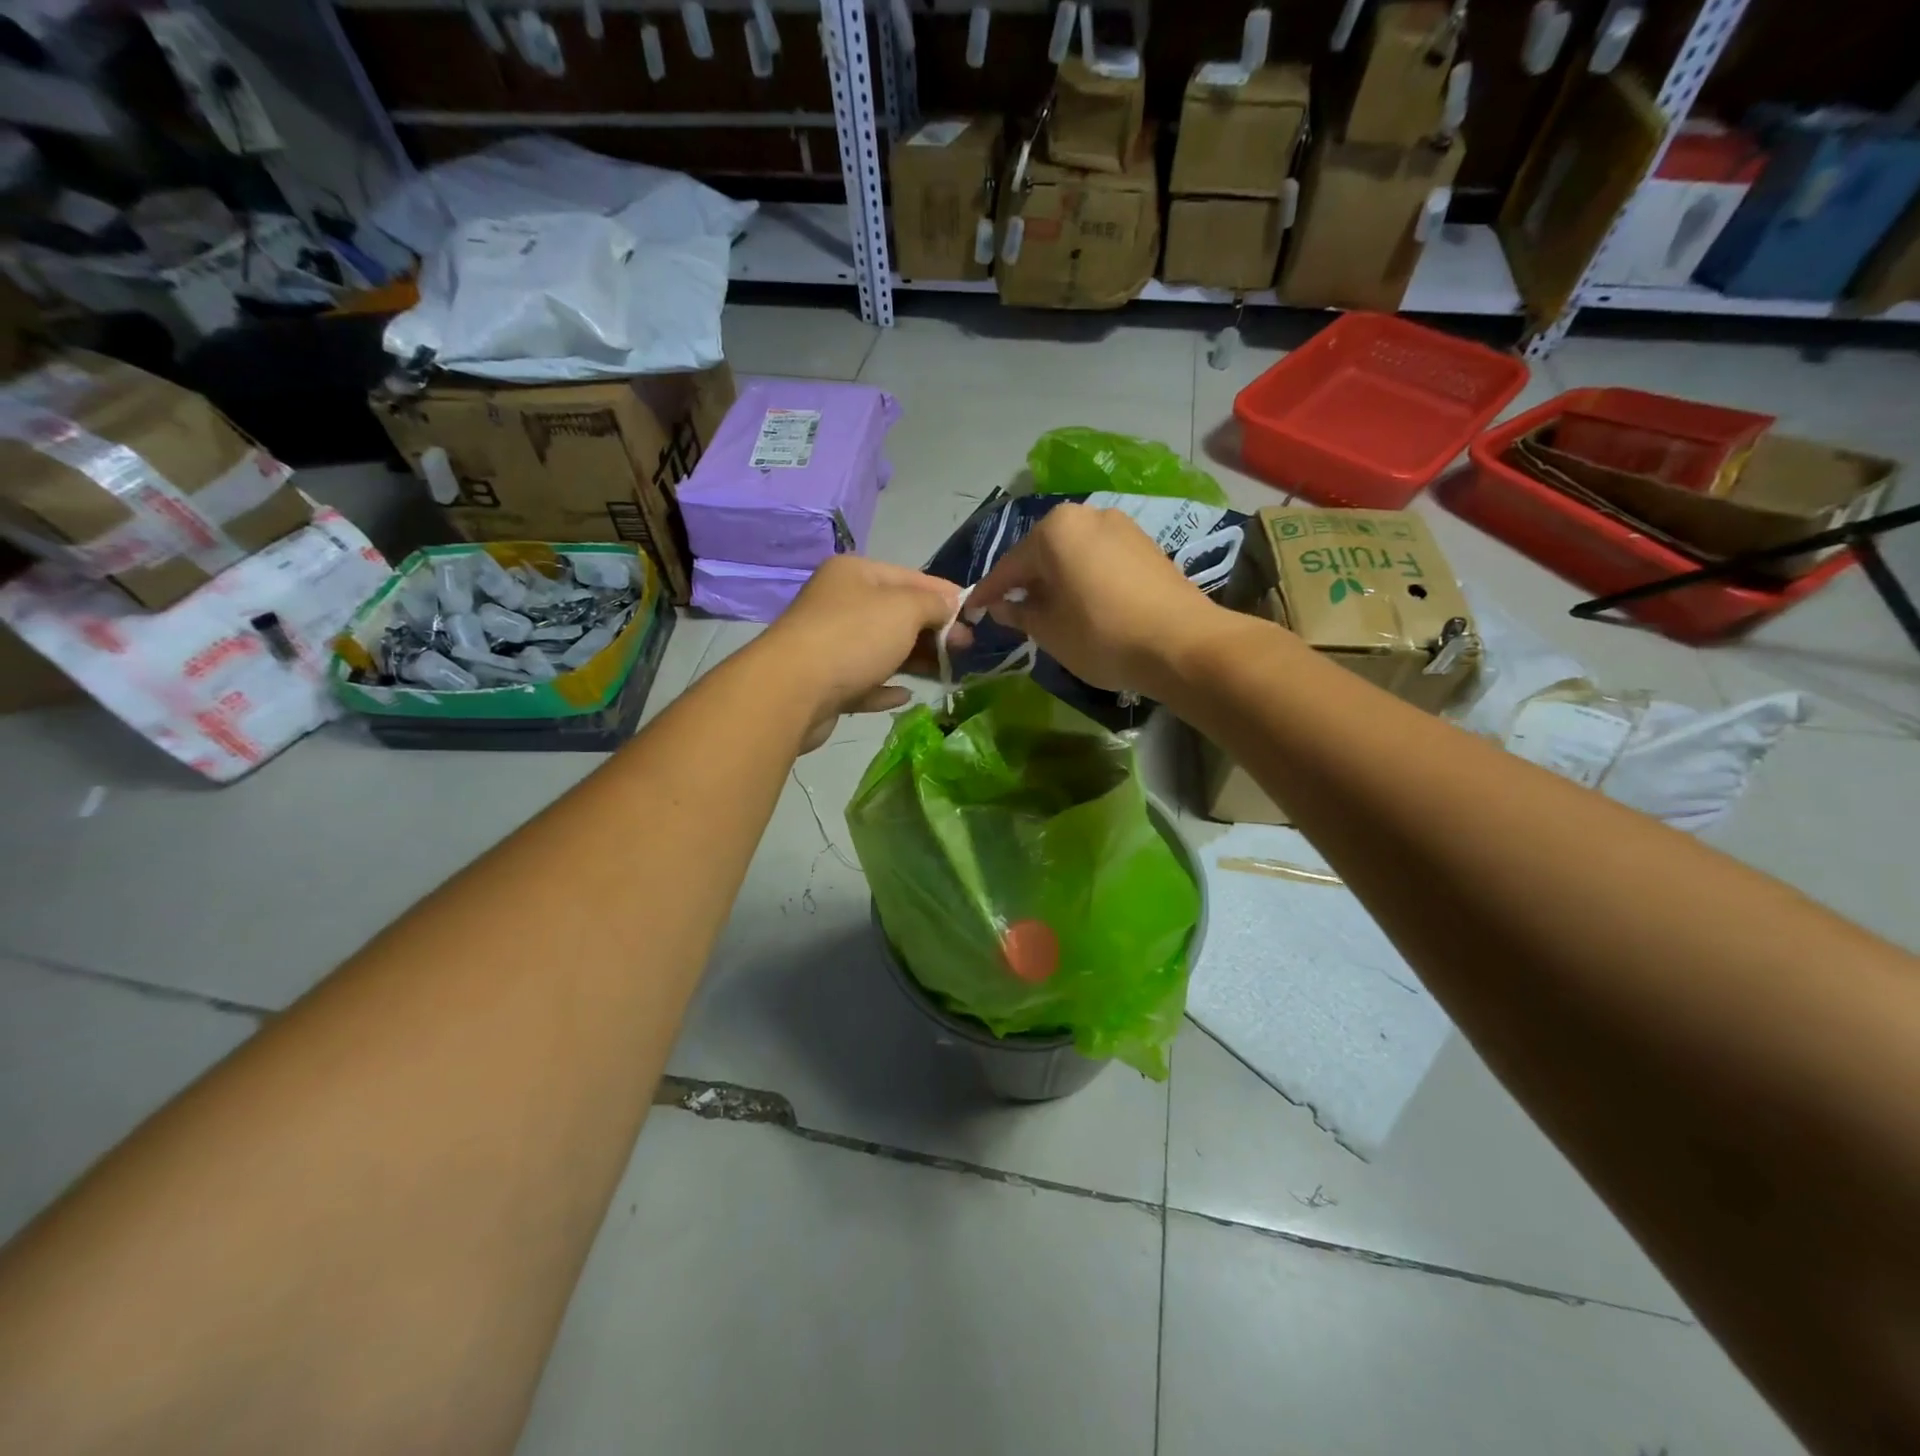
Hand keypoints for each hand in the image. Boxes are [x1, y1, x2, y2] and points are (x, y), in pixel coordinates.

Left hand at [759, 555, 965, 750]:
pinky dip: (884, 687)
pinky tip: (904, 695)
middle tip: (965, 651)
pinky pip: (863, 682)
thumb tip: (951, 607)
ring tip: (947, 674)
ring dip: (914, 661)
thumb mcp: (905, 609)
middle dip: (933, 631)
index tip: (975, 618)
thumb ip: (934, 605)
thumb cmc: (854, 637)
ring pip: (881, 650)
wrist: (791, 690)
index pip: (911, 577)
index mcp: (855, 574)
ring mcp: (829, 644)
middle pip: (896, 615)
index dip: (946, 596)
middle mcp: (839, 603)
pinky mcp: (824, 684)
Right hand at [967, 504, 1224, 695]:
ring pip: (1074, 554)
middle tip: (1011, 611)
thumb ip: (1019, 613)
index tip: (972, 610)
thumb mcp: (1049, 631)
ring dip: (1057, 579)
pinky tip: (1083, 603)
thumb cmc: (1102, 636)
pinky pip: (1100, 558)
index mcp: (1055, 530)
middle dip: (1025, 582)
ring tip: (1048, 610)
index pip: (1010, 565)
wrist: (1182, 644)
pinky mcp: (1147, 544)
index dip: (989, 592)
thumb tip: (1003, 607)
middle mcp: (1087, 515)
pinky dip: (1084, 578)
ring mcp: (1122, 526)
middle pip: (1043, 552)